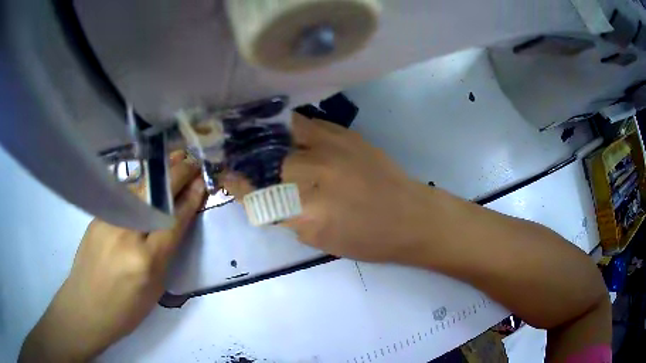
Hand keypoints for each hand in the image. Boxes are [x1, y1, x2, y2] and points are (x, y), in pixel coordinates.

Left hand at [20, 152, 206, 361]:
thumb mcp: (155, 287)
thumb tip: (177, 219)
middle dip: (177, 175)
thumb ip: (166, 251)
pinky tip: (148, 180)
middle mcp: (126, 234)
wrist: (87, 307)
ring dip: (160, 173)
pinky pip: (124, 197)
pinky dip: (141, 186)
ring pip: (139, 190)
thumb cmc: (126, 309)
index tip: (201, 182)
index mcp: (147, 261)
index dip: (190, 199)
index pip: (174, 221)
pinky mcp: (96, 216)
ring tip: (175, 159)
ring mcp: (107, 220)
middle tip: (193, 161)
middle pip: (156, 196)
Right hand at [224, 114, 433, 263]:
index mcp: (308, 210)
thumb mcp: (319, 239)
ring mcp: (331, 146)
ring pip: (281, 132)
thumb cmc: (367, 239)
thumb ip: (286, 215)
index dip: (236, 184)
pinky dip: (287, 128)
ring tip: (251, 138)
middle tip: (236, 158)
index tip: (225, 177)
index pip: (255, 193)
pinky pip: (304, 123)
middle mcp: (315, 172)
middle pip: (265, 158)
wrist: (410, 215)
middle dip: (247, 160)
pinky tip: (281, 132)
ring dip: (263, 137)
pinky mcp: (344, 132)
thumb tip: (263, 195)